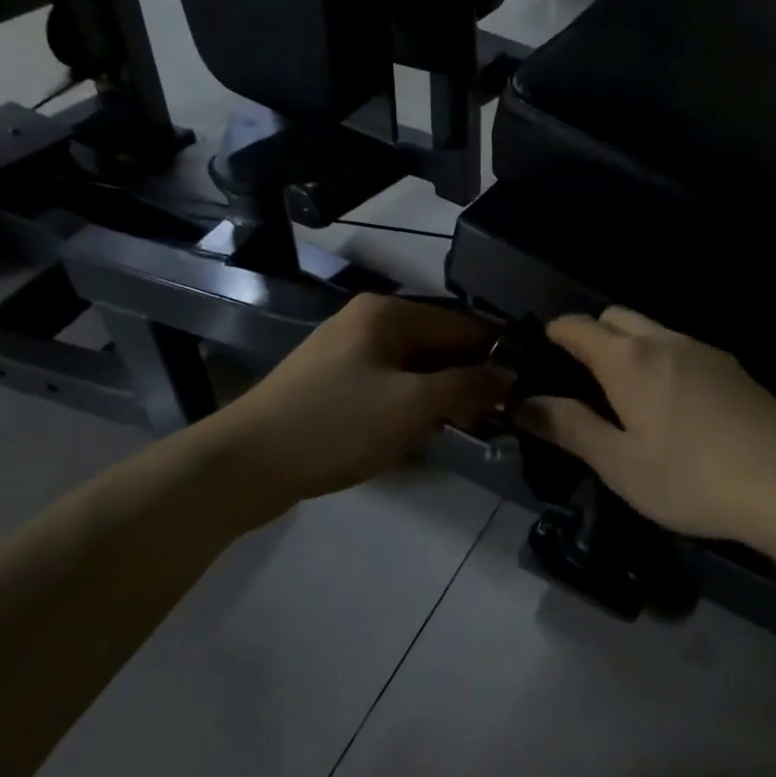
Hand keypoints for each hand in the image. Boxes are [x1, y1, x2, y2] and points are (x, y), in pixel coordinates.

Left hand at [226, 295, 508, 504]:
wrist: (247, 463)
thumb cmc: (338, 425)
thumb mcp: (413, 406)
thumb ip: (467, 387)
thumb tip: (509, 376)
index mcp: (388, 314)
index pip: (463, 323)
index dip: (497, 353)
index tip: (528, 384)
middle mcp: (368, 322)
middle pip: (438, 344)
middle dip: (469, 377)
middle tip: (502, 415)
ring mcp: (346, 352)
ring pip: (414, 368)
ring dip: (442, 395)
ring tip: (471, 427)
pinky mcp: (333, 383)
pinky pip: (388, 386)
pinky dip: (412, 405)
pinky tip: (425, 431)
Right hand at [513, 307, 775, 551]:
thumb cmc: (693, 478)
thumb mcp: (621, 464)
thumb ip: (570, 429)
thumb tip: (524, 404)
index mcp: (629, 360)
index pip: (578, 326)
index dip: (553, 334)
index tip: (538, 355)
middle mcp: (667, 342)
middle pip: (617, 317)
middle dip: (592, 335)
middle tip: (580, 381)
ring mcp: (707, 352)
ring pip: (654, 332)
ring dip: (630, 348)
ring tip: (625, 397)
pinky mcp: (736, 371)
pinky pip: (684, 350)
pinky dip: (663, 362)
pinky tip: (674, 407)